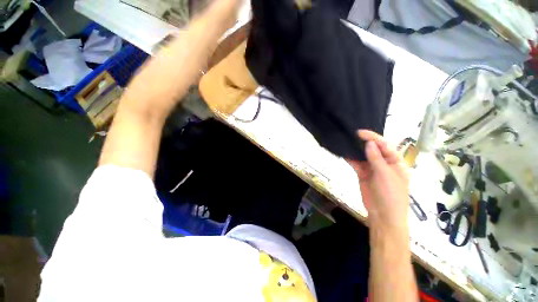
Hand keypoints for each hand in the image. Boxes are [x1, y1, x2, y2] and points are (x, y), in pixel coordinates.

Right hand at [347, 130, 408, 229]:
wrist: (383, 214)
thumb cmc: (391, 194)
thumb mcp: (385, 175)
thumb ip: (376, 158)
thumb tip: (369, 143)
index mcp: (395, 161)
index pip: (384, 145)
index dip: (373, 138)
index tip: (360, 133)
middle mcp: (384, 163)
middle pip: (373, 149)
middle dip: (363, 142)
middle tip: (351, 135)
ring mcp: (372, 168)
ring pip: (363, 156)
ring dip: (355, 150)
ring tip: (345, 142)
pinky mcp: (363, 174)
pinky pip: (356, 164)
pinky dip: (350, 159)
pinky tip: (343, 153)